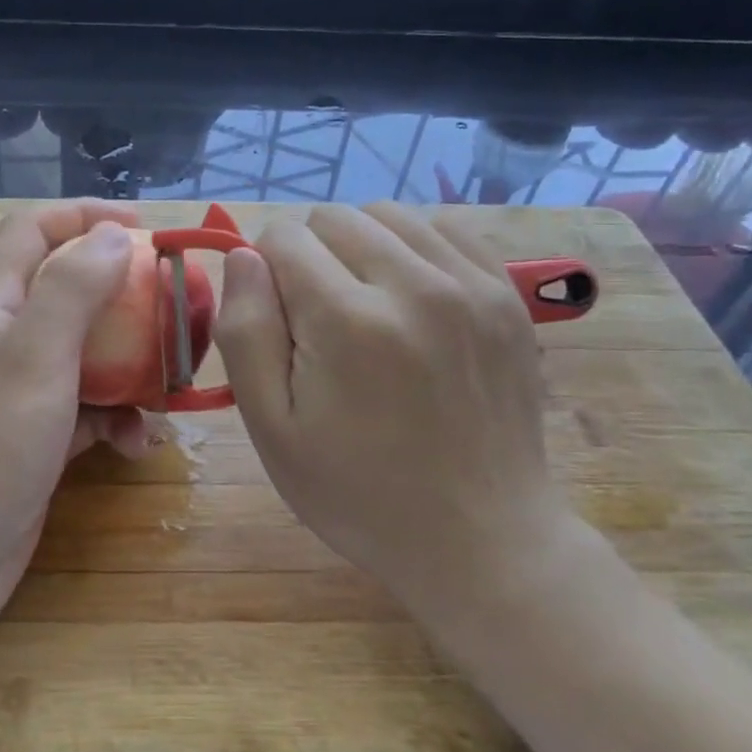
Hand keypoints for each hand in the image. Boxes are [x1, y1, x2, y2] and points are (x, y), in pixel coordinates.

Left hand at [0, 202, 153, 649]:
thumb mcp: (31, 361)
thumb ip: (72, 291)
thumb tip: (114, 236)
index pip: (33, 231)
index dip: (86, 216)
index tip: (148, 230)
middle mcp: (3, 342)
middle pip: (69, 292)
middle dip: (125, 296)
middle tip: (179, 310)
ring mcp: (18, 395)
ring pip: (86, 355)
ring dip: (130, 365)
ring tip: (170, 388)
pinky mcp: (35, 442)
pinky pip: (86, 411)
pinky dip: (116, 419)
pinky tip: (137, 445)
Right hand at [215, 202, 583, 622]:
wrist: (480, 537)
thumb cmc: (357, 491)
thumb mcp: (271, 429)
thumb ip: (245, 331)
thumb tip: (244, 256)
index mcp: (348, 321)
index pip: (283, 237)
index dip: (265, 274)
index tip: (280, 325)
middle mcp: (415, 285)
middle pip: (334, 217)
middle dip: (309, 256)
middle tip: (319, 323)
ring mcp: (472, 286)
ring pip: (389, 213)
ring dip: (360, 246)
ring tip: (364, 306)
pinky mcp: (507, 295)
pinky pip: (446, 229)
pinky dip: (414, 247)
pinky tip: (410, 297)